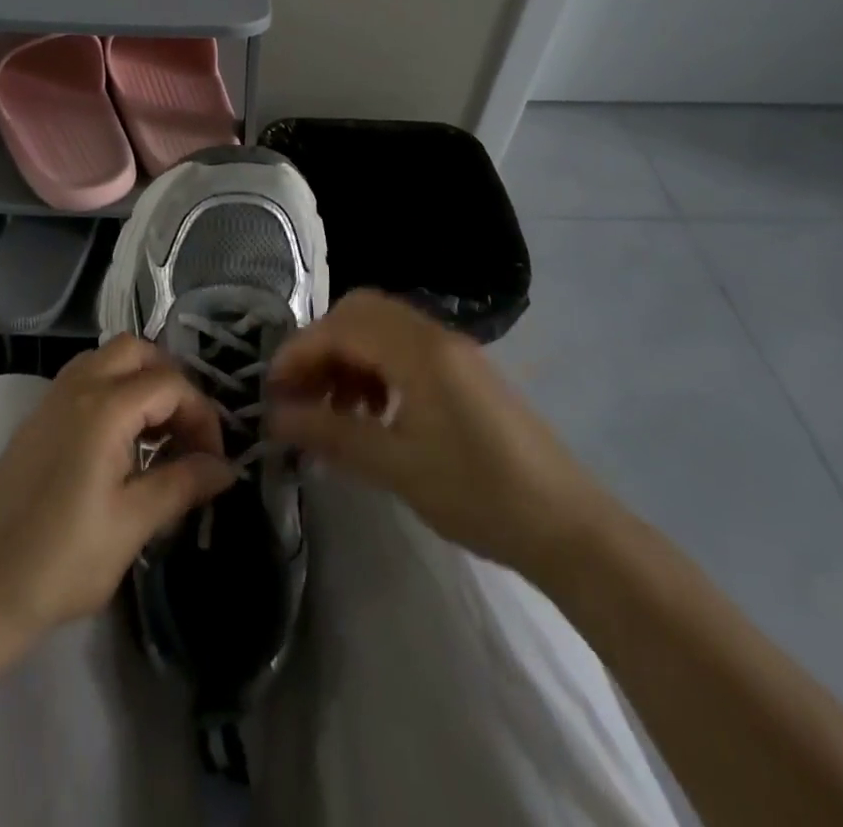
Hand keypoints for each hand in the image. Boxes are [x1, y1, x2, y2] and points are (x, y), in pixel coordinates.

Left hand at [0, 335, 235, 657]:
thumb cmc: (62, 560)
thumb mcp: (133, 524)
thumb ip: (183, 484)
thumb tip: (226, 467)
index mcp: (104, 407)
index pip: (170, 383)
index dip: (202, 415)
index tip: (214, 460)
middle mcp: (76, 388)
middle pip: (135, 351)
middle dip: (170, 380)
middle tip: (186, 431)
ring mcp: (50, 401)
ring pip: (105, 360)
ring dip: (138, 382)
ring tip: (158, 435)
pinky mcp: (35, 421)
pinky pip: (82, 381)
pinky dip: (111, 392)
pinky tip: (120, 444)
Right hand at [266, 290, 616, 581]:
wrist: (570, 529)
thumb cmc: (478, 494)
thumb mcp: (395, 467)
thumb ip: (330, 434)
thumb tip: (274, 419)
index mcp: (417, 350)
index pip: (340, 327)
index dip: (298, 353)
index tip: (272, 392)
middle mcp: (433, 335)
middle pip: (359, 312)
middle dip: (321, 346)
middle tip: (301, 391)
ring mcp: (453, 351)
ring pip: (381, 329)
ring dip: (348, 356)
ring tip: (334, 408)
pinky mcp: (465, 373)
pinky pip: (404, 349)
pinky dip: (375, 368)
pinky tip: (372, 413)